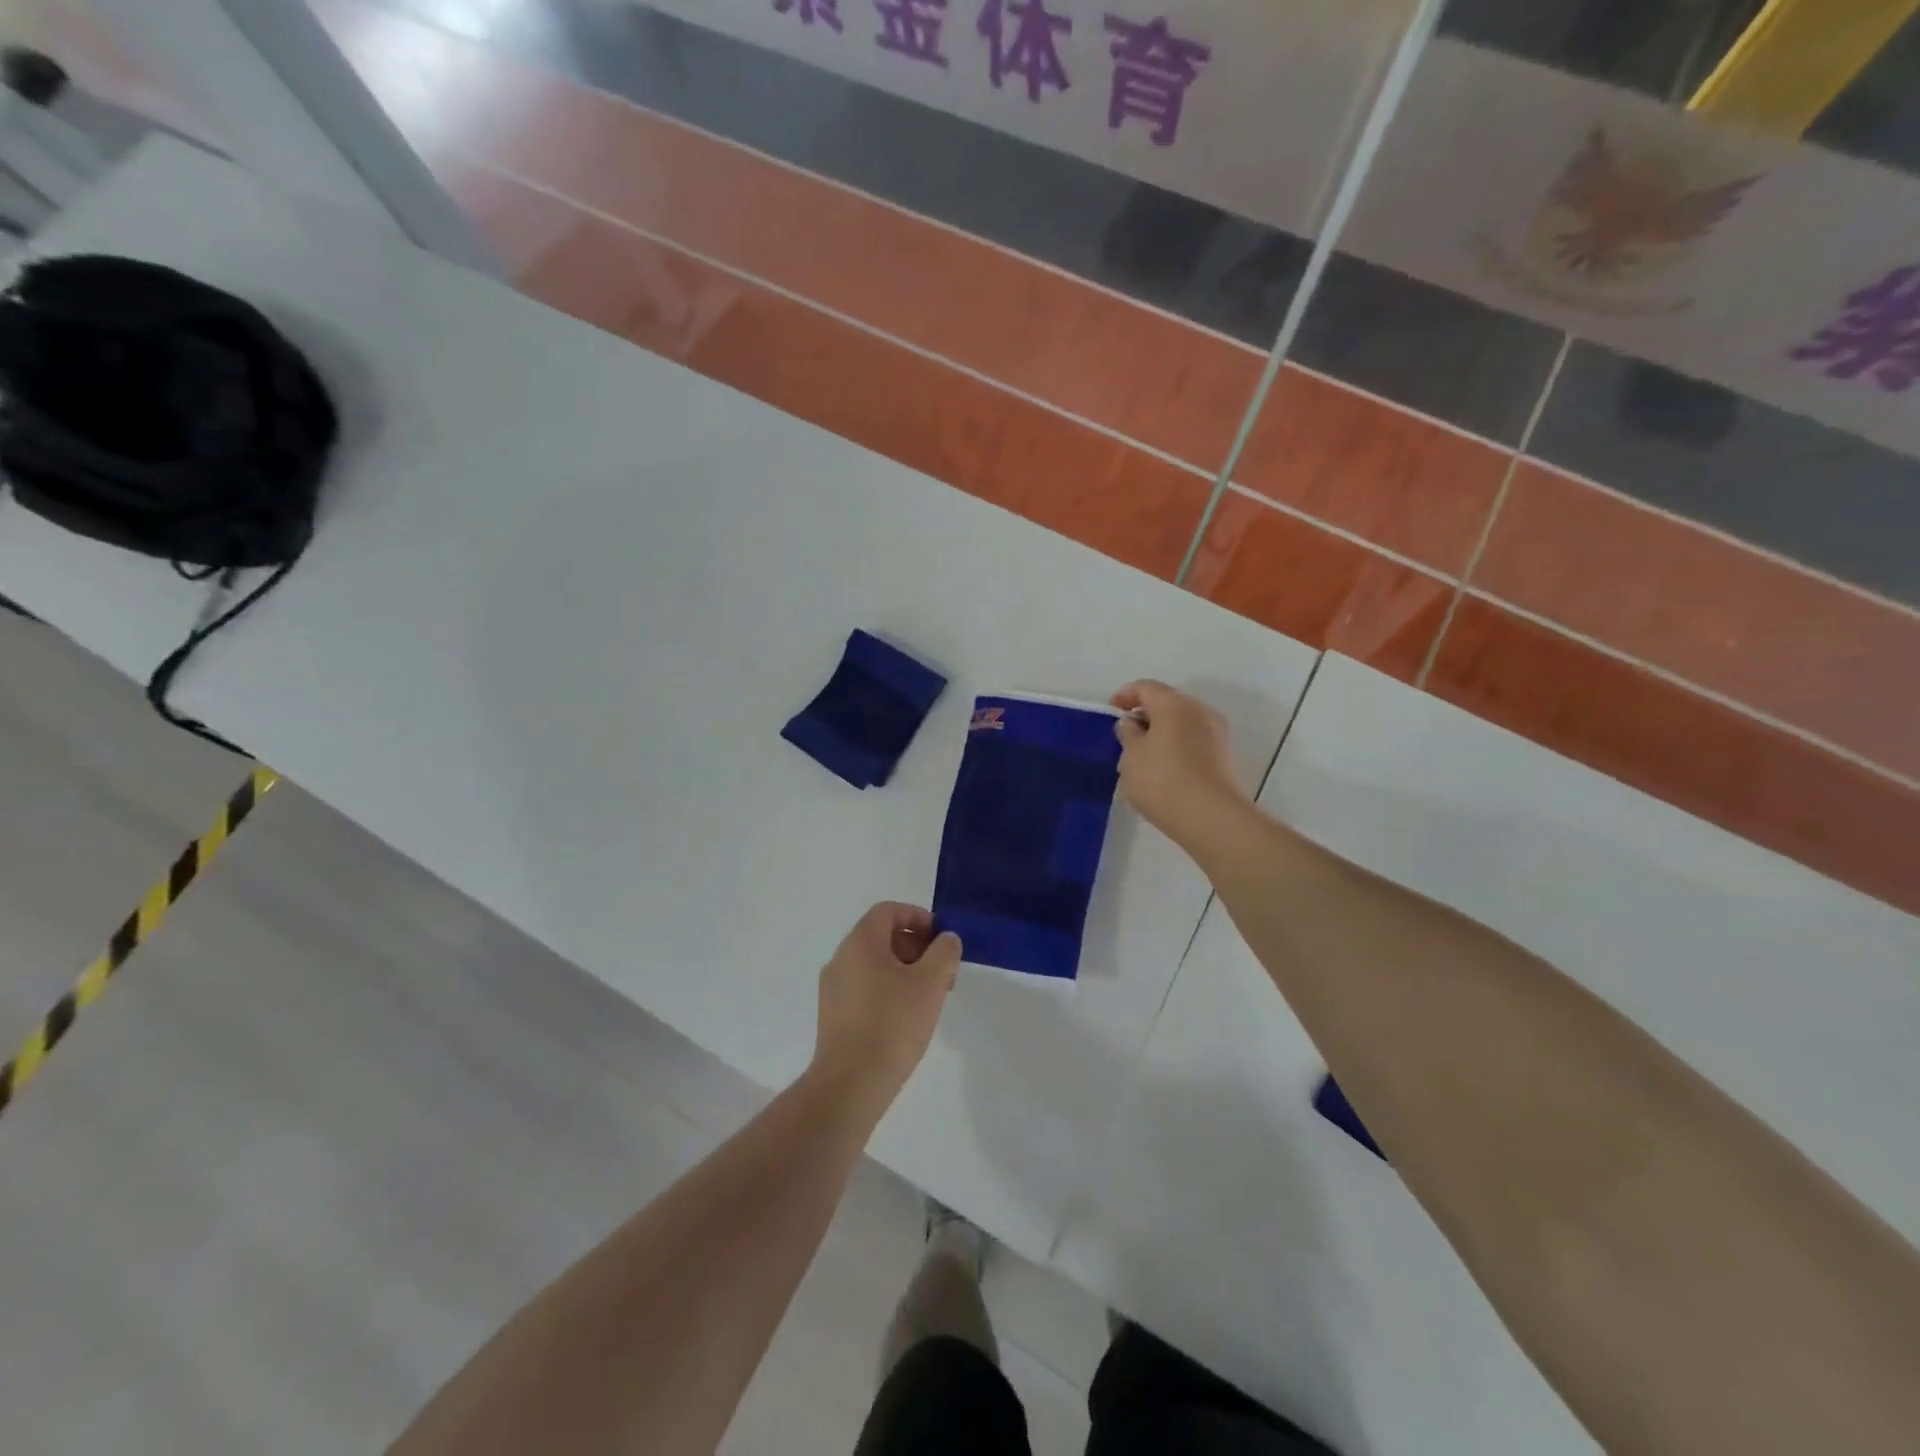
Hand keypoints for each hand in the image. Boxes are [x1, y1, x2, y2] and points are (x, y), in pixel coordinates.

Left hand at [811, 903, 961, 1119]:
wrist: (850, 1084)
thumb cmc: (892, 1024)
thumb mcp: (930, 983)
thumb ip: (944, 952)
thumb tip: (946, 939)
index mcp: (860, 943)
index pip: (888, 911)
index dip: (918, 917)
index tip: (941, 939)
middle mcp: (841, 959)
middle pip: (882, 937)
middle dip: (917, 947)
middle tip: (943, 972)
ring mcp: (833, 989)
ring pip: (874, 965)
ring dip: (905, 971)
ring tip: (930, 998)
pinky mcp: (833, 1016)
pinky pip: (865, 988)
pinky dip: (889, 990)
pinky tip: (907, 1018)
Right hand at [1110, 680, 1248, 849]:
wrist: (1210, 817)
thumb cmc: (1162, 781)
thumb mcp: (1131, 757)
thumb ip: (1127, 734)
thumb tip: (1132, 723)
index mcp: (1174, 704)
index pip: (1145, 687)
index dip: (1124, 695)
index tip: (1111, 712)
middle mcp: (1199, 710)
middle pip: (1167, 702)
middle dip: (1145, 714)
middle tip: (1126, 734)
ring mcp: (1216, 733)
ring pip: (1182, 722)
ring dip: (1162, 731)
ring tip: (1143, 755)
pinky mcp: (1224, 756)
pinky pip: (1193, 740)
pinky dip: (1176, 745)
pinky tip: (1164, 768)